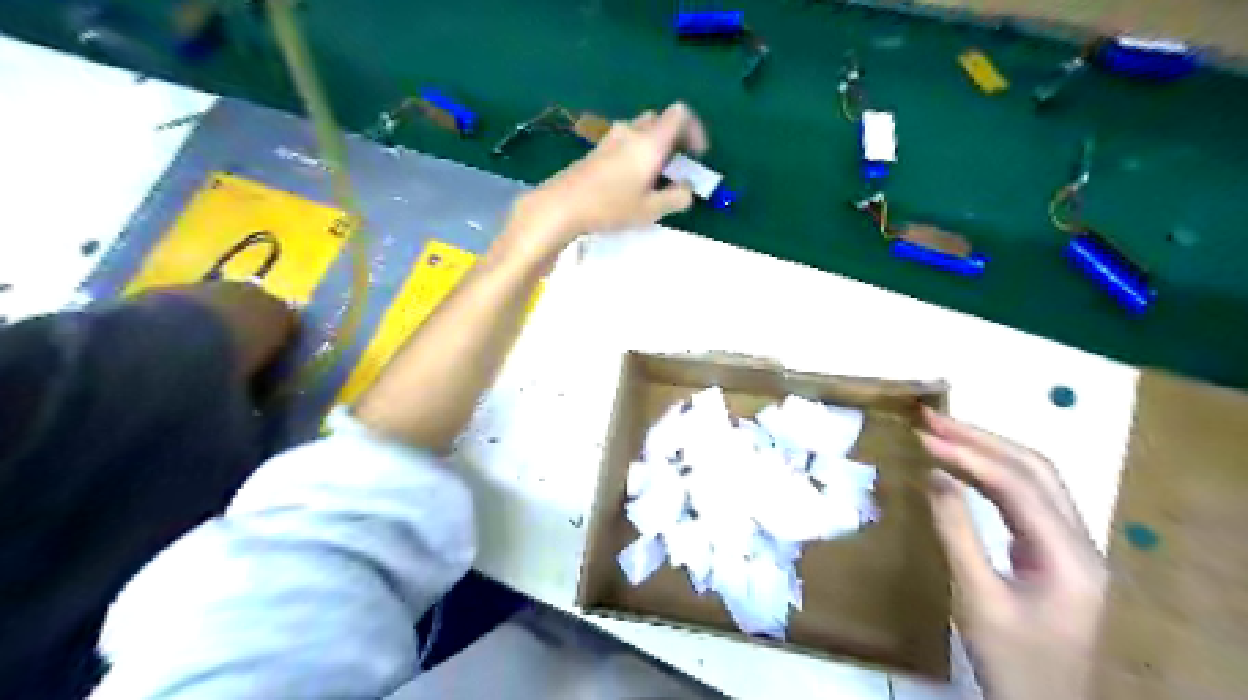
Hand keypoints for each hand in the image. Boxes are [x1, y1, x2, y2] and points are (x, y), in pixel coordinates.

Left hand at [502, 101, 706, 257]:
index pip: (680, 114)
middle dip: (674, 140)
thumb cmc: (610, 207)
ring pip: (641, 132)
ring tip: (654, 178)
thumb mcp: (651, 210)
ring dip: (654, 147)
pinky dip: (636, 154)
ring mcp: (610, 139)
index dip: (695, 130)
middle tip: (676, 167)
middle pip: (660, 121)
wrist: (561, 205)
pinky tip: (630, 182)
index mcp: (650, 142)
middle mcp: (631, 132)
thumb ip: (677, 198)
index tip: (696, 156)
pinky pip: (625, 142)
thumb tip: (687, 189)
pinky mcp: (596, 150)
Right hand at [915, 408, 1111, 699]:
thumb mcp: (977, 600)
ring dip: (987, 451)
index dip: (968, 455)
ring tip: (942, 432)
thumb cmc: (1012, 663)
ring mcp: (1072, 547)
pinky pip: (1027, 500)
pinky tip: (963, 467)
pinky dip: (992, 476)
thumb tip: (934, 476)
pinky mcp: (1056, 554)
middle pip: (1036, 471)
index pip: (1018, 486)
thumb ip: (957, 533)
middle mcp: (1080, 543)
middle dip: (981, 439)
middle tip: (931, 420)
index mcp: (1068, 557)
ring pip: (1035, 480)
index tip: (922, 437)